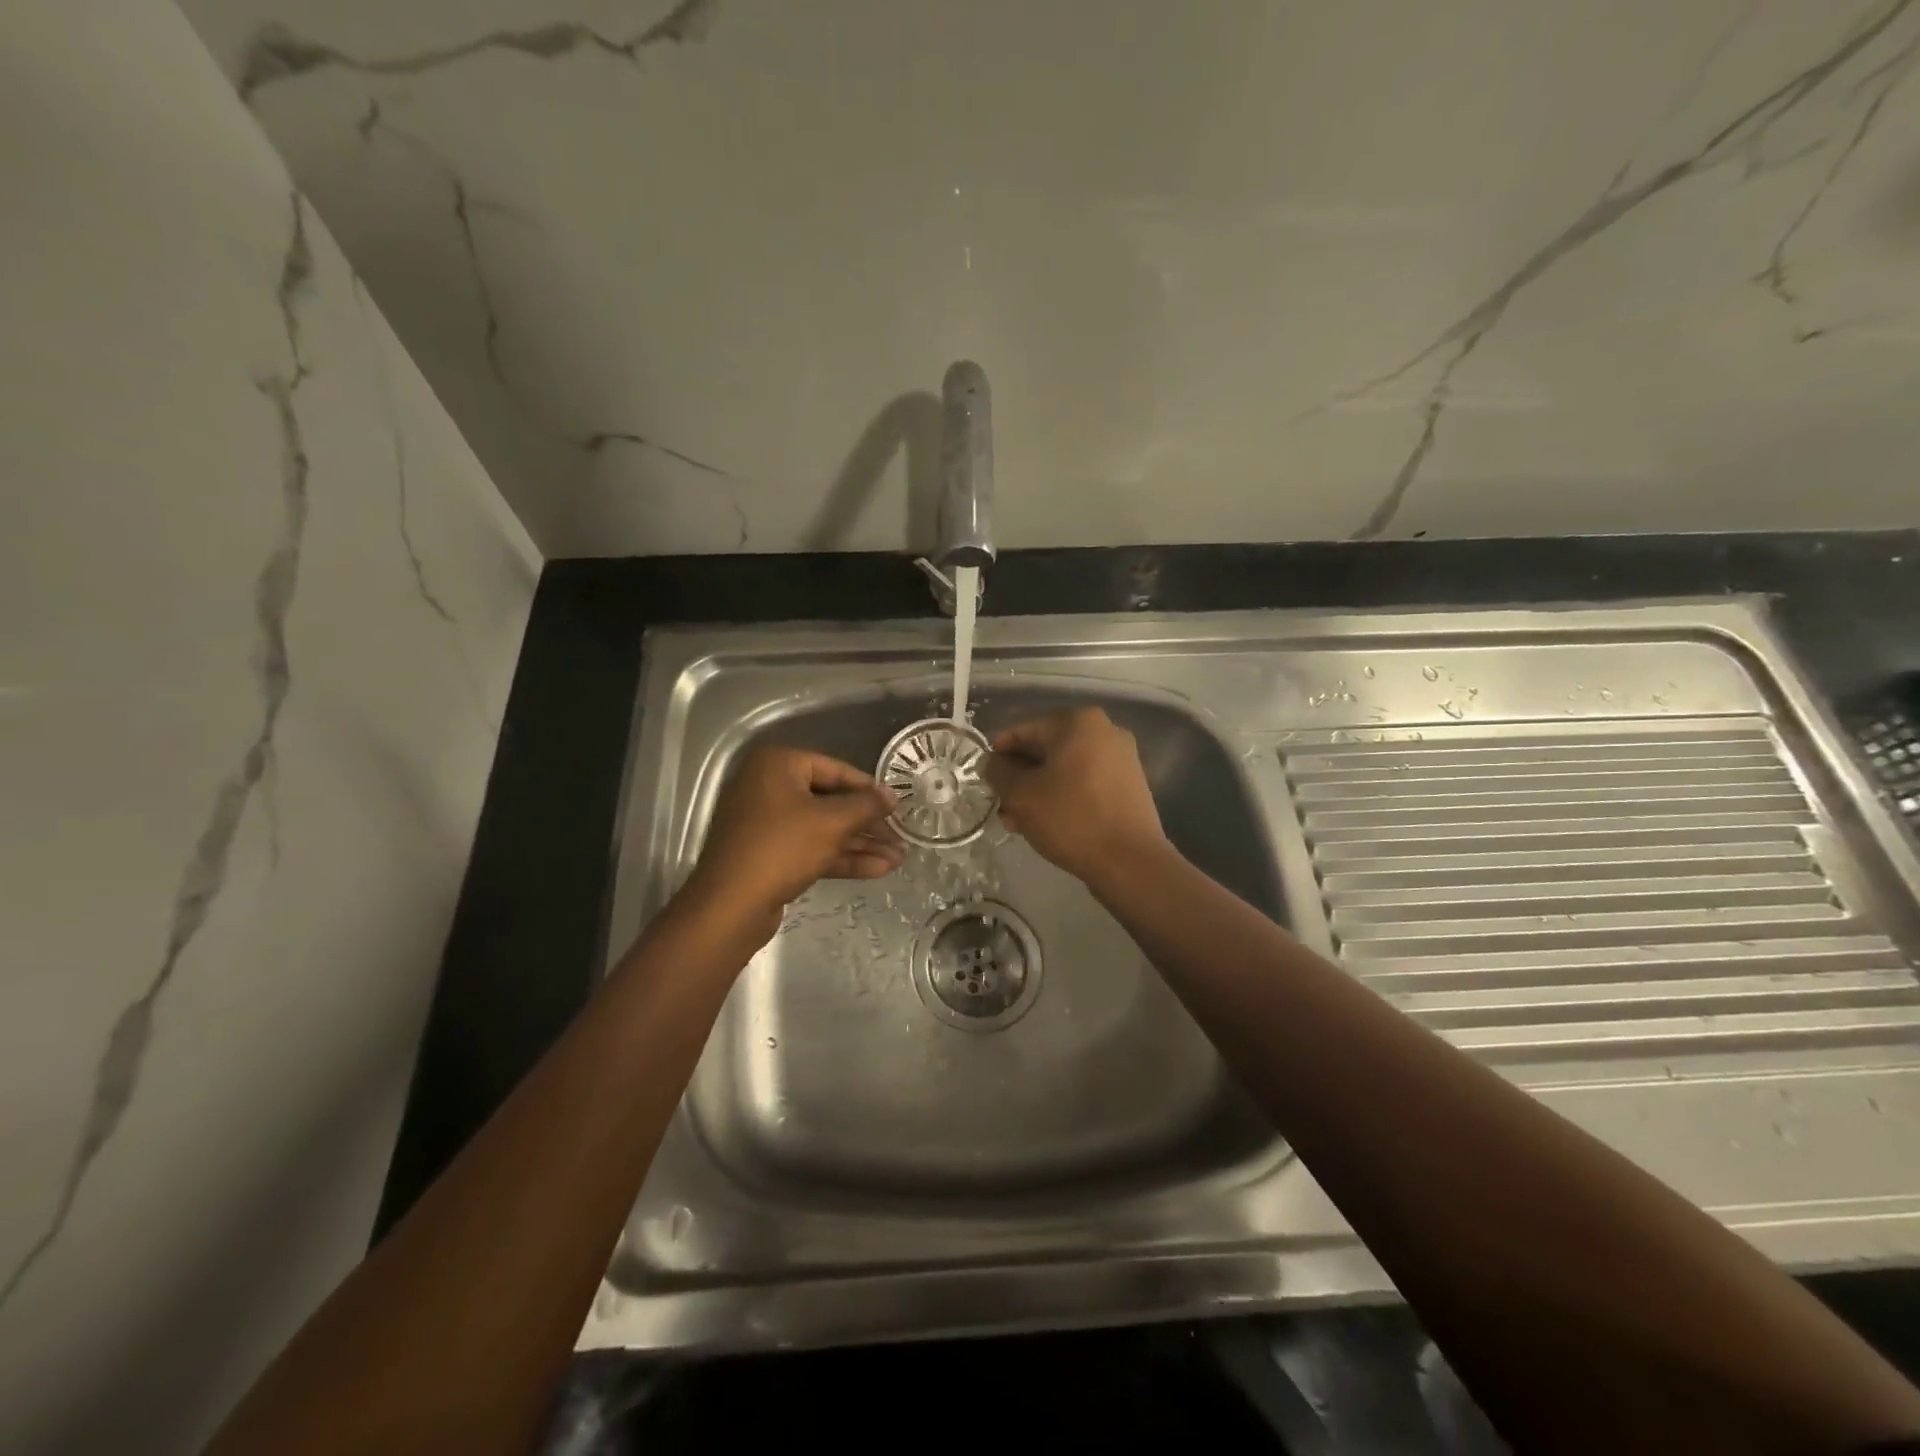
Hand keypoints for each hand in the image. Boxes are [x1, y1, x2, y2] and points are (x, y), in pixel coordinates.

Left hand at [686, 746, 901, 931]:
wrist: (730, 906)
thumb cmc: (782, 848)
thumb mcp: (832, 822)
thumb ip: (866, 805)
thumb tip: (892, 795)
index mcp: (777, 765)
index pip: (835, 769)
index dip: (869, 789)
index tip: (897, 806)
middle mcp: (769, 787)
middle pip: (830, 800)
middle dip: (867, 823)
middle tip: (900, 836)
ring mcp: (767, 823)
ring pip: (823, 828)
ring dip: (860, 844)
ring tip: (898, 858)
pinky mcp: (769, 854)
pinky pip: (811, 847)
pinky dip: (841, 857)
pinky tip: (878, 869)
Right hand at [982, 707, 1167, 884]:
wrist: (1130, 861)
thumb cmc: (1071, 819)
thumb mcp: (1021, 794)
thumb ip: (998, 771)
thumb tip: (993, 762)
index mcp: (1077, 722)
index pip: (1022, 732)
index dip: (998, 756)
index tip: (986, 782)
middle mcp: (1104, 730)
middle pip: (1045, 750)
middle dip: (1020, 777)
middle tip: (1002, 806)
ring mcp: (1121, 757)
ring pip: (1064, 769)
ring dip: (1039, 791)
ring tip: (1019, 822)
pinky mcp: (1129, 784)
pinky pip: (1085, 782)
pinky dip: (1064, 796)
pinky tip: (1048, 823)